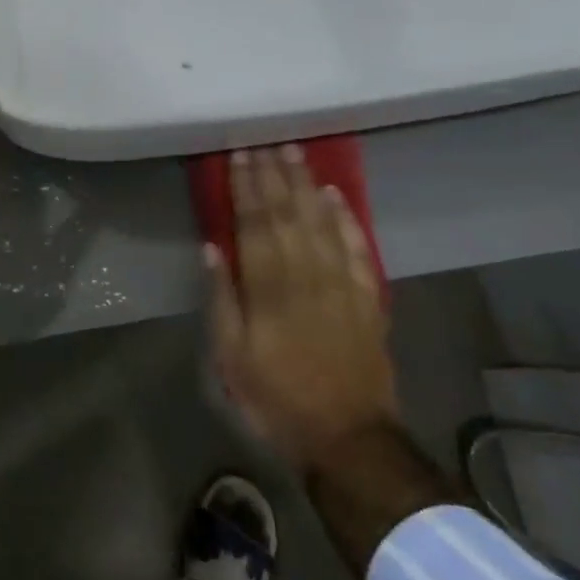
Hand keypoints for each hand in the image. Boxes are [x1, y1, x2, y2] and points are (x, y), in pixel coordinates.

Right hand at [207, 146, 398, 473]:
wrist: (348, 438)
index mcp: (268, 290)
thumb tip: (212, 248)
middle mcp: (306, 276)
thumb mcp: (231, 357)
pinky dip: (347, 219)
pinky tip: (335, 196)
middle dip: (273, 175)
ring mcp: (342, 285)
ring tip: (295, 153)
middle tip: (264, 141)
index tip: (238, 155)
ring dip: (306, 185)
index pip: (254, 224)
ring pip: (322, 222)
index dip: (245, 187)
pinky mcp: (368, 299)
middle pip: (287, 215)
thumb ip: (222, 299)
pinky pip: (358, 248)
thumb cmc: (277, 398)